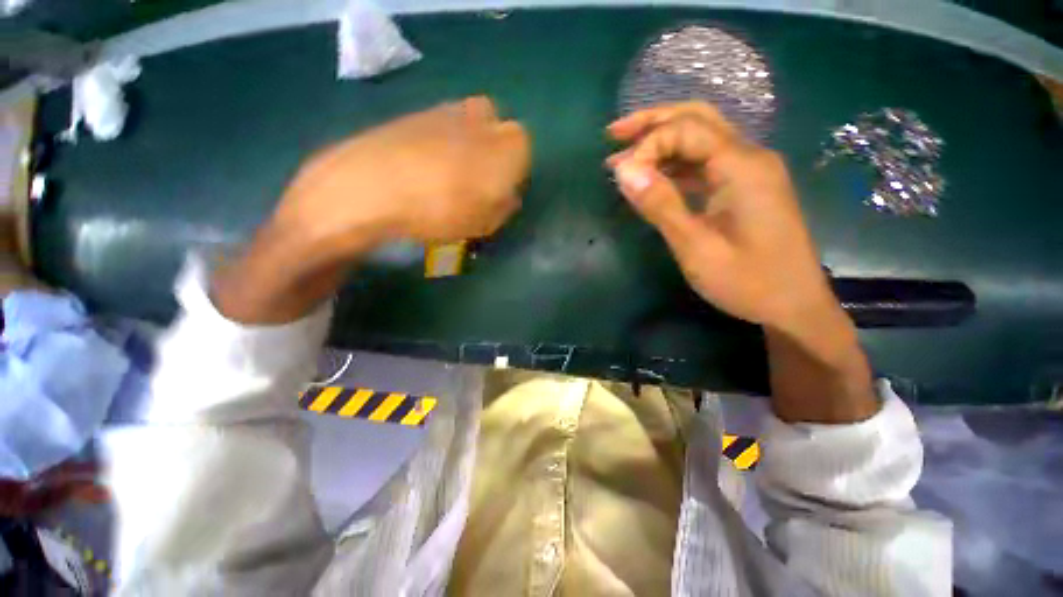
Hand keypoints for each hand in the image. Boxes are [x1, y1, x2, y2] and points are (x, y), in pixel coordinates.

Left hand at [214, 97, 529, 323]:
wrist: (365, 190)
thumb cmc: (439, 212)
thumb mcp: (485, 224)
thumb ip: (504, 207)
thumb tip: (505, 196)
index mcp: (507, 144)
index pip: (524, 153)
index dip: (511, 177)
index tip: (497, 197)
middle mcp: (481, 118)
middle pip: (496, 134)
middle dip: (491, 157)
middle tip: (474, 186)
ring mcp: (444, 110)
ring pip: (466, 128)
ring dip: (463, 151)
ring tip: (442, 181)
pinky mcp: (412, 113)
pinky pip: (437, 129)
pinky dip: (435, 147)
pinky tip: (418, 170)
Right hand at [608, 102, 875, 422]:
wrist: (794, 306)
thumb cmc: (747, 282)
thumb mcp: (696, 247)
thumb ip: (660, 205)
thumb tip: (624, 171)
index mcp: (742, 167)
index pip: (686, 130)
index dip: (647, 146)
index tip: (620, 176)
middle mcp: (749, 157)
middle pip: (698, 119)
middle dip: (653, 123)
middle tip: (613, 134)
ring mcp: (749, 171)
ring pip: (701, 138)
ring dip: (662, 142)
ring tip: (625, 156)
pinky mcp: (745, 187)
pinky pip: (706, 163)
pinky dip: (675, 164)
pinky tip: (653, 177)